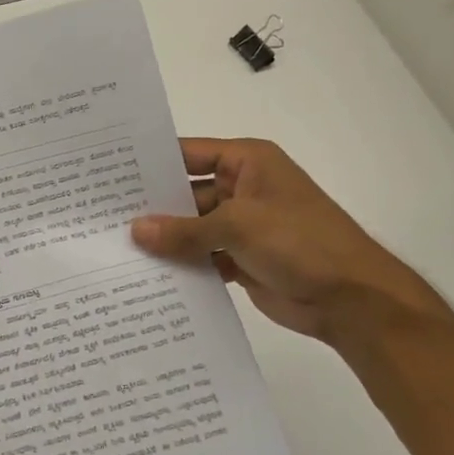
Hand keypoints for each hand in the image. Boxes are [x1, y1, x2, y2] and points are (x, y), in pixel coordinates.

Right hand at [131, 137, 442, 341]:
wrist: (353, 300)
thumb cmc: (300, 242)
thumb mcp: (239, 226)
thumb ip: (184, 230)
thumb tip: (135, 230)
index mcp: (246, 162)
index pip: (188, 154)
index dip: (152, 163)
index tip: (109, 172)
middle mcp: (241, 188)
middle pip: (185, 193)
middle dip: (151, 206)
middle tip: (101, 215)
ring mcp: (241, 226)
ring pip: (191, 228)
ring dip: (164, 239)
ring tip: (113, 246)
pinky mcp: (241, 259)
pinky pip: (202, 256)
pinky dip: (181, 264)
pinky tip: (145, 274)